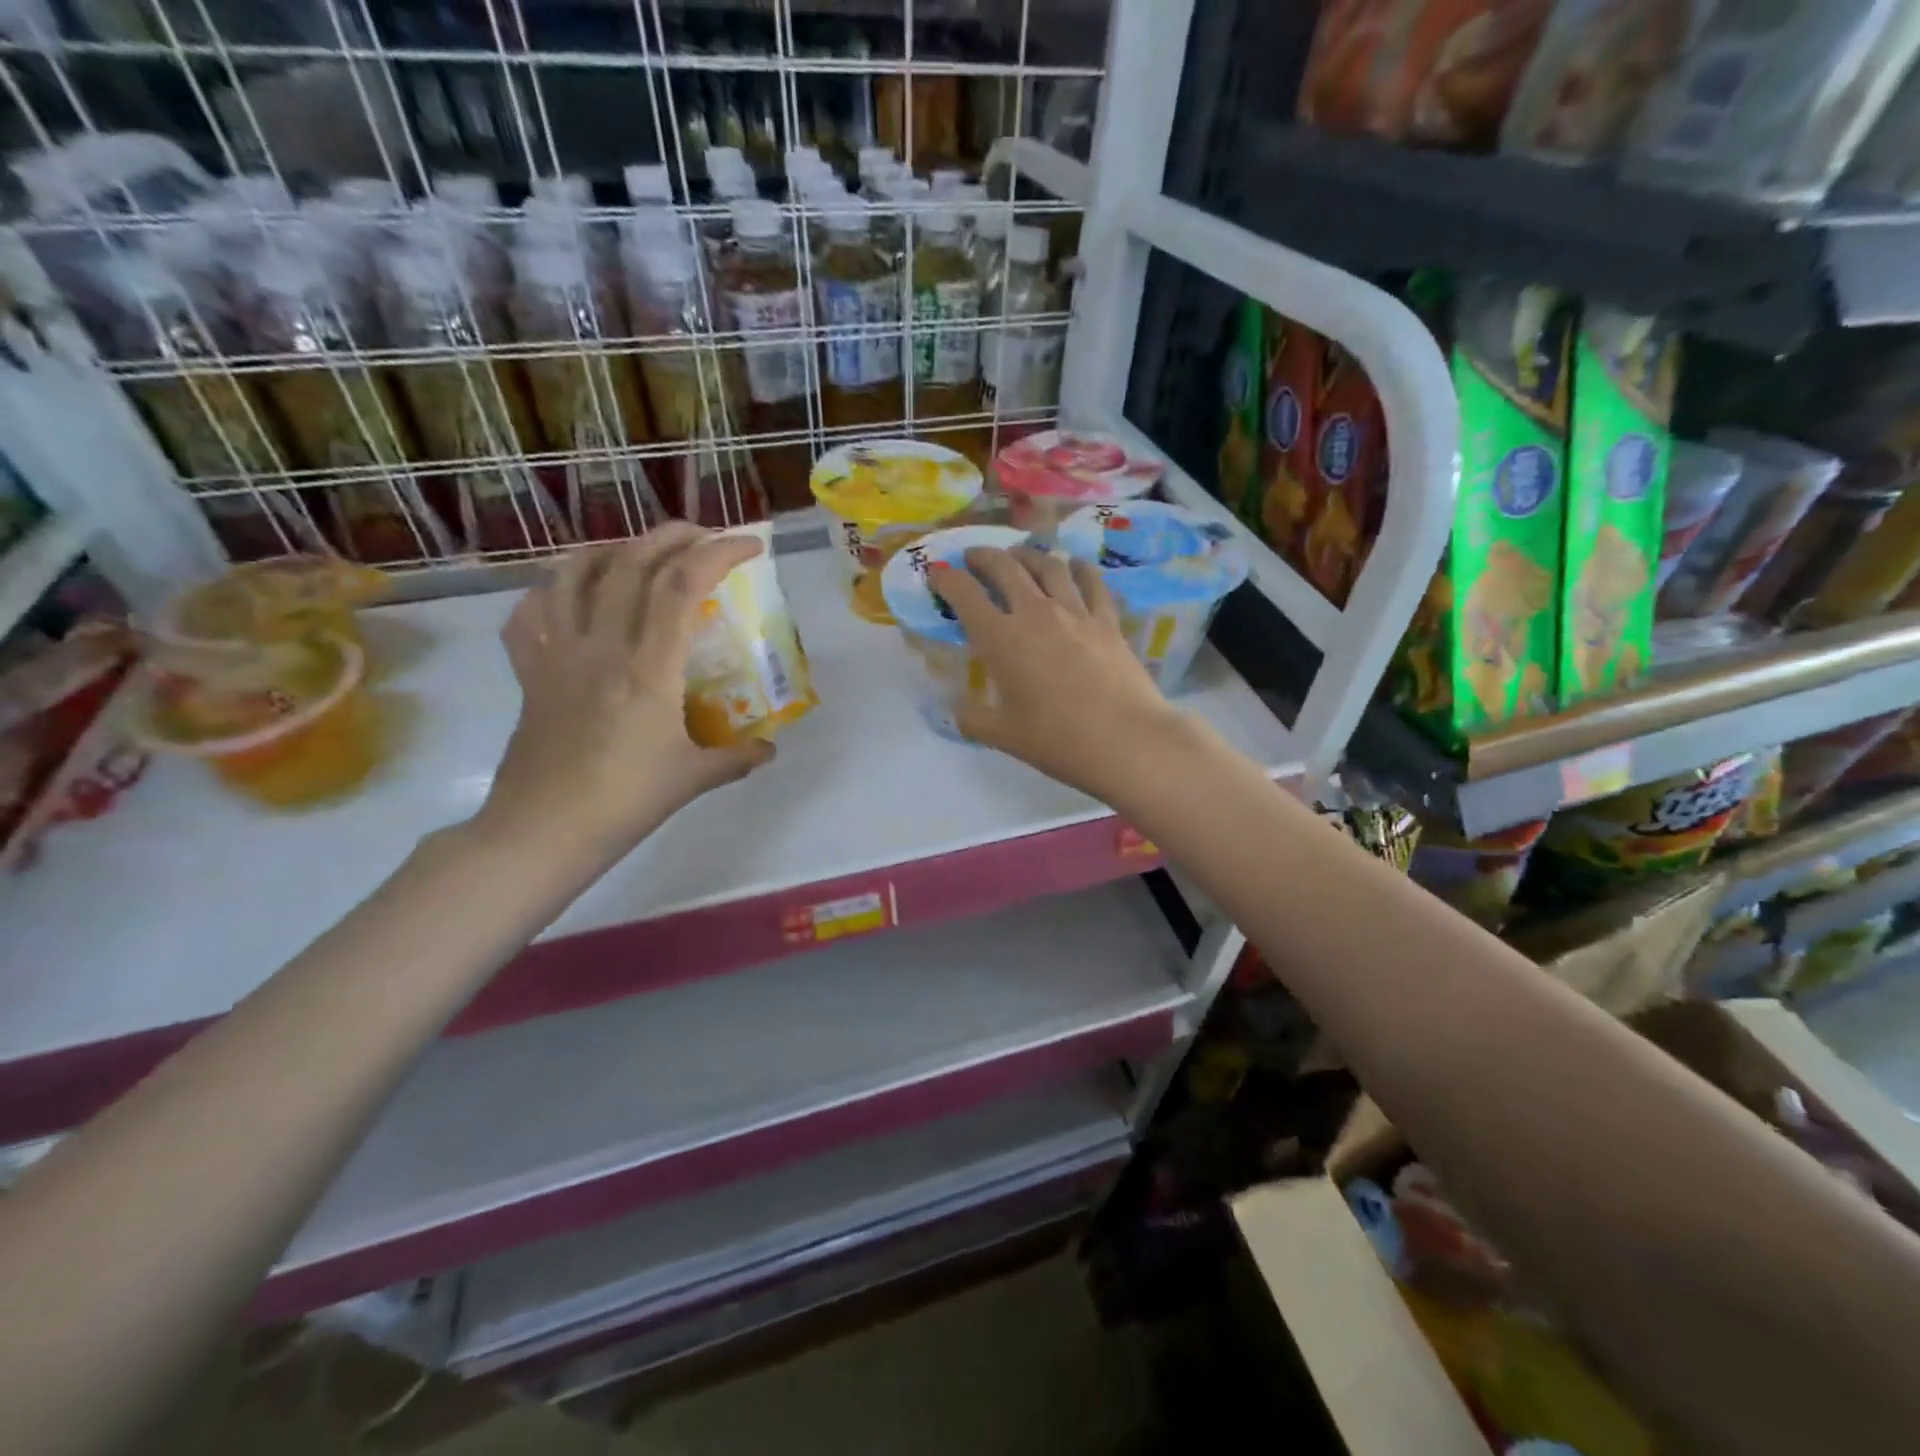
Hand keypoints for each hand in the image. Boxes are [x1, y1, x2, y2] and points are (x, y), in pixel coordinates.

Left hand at [478, 524, 773, 858]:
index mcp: (647, 668)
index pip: (682, 586)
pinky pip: (529, 615)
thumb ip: (737, 758)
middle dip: (673, 536)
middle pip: (631, 563)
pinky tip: (570, 598)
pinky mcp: (529, 673)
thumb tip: (769, 749)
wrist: (542, 832)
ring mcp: (557, 655)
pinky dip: (551, 592)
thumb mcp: (693, 779)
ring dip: (612, 549)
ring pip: (573, 574)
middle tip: (704, 538)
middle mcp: (600, 646)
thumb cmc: (624, 803)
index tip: (749, 546)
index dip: (718, 553)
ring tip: (639, 552)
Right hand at [934, 546, 1192, 797]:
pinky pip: (1091, 583)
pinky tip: (1076, 566)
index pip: (965, 595)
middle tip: (973, 557)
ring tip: (1019, 556)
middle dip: (984, 557)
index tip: (937, 574)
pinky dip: (1079, 569)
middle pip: (1005, 568)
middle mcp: (1035, 613)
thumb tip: (956, 711)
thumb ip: (972, 719)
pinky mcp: (1107, 621)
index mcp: (1001, 639)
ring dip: (1028, 555)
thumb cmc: (1057, 740)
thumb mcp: (1003, 735)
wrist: (1125, 740)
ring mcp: (1075, 612)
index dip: (946, 579)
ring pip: (1048, 566)